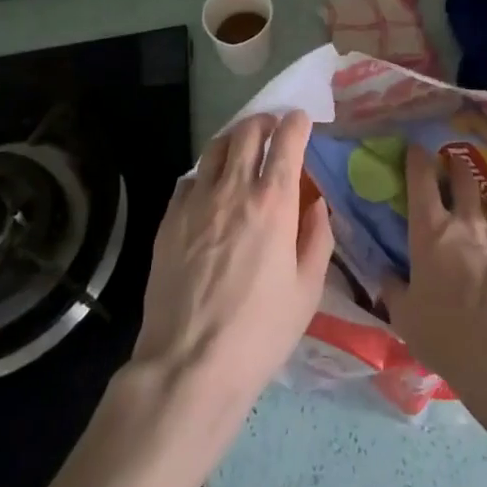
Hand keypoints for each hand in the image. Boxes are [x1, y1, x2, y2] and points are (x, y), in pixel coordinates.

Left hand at [130, 110, 333, 415]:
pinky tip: (211, 190)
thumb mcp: (307, 290)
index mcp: (273, 202)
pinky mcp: (169, 219)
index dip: (297, 122)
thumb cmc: (259, 332)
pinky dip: (207, 173)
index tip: (302, 121)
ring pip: (216, 147)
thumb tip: (317, 203)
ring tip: (243, 149)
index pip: (287, 140)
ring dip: (235, 139)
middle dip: (265, 122)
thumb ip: (317, 237)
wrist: (188, 365)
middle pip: (248, 131)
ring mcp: (197, 201)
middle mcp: (234, 189)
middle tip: (273, 130)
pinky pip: (190, 178)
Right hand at [382, 143, 486, 414]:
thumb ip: (395, 290)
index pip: (421, 181)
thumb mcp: (406, 318)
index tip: (417, 149)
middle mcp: (469, 224)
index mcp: (432, 232)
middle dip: (458, 166)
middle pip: (465, 180)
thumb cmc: (445, 335)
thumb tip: (386, 276)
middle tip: (455, 161)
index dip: (418, 160)